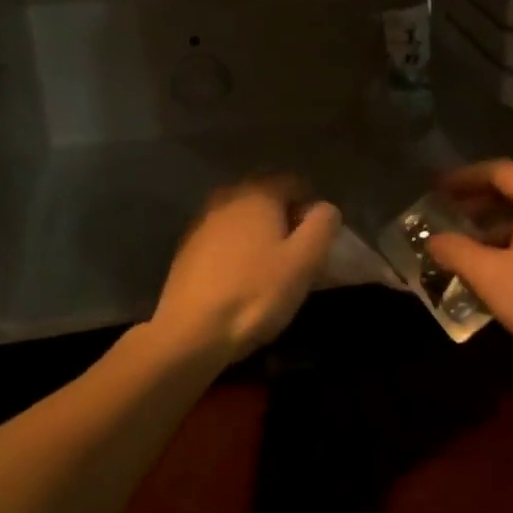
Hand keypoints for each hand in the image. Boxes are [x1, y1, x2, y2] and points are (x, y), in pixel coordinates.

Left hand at [151, 178, 340, 363]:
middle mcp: (227, 197)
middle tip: (298, 254)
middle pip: (267, 196)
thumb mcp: (305, 261)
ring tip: (272, 267)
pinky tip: (243, 276)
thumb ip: (322, 225)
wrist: (192, 331)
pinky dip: (238, 248)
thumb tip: (325, 208)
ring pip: (243, 216)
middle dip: (286, 218)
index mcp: (258, 193)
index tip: (319, 240)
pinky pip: (224, 236)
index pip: (295, 182)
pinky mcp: (187, 247)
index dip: (312, 207)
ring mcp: (202, 221)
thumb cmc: (256, 293)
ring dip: (261, 233)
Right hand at [424, 160, 512, 382]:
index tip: (438, 189)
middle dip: (480, 200)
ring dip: (499, 223)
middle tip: (449, 212)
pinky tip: (501, 263)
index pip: (499, 171)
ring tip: (469, 241)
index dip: (464, 178)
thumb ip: (457, 251)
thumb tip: (433, 240)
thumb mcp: (491, 276)